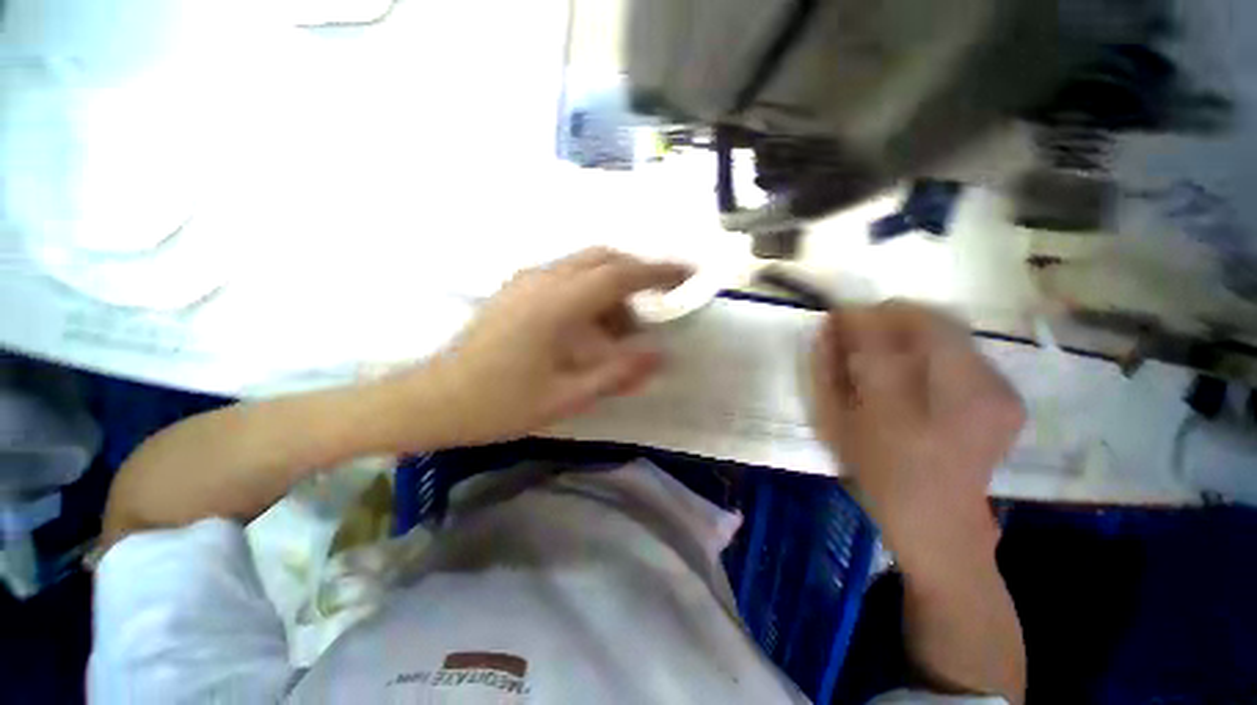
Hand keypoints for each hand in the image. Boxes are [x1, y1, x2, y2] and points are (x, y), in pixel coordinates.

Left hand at [418, 248, 689, 445]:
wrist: (432, 399)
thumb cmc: (498, 404)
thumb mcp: (565, 396)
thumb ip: (616, 373)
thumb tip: (659, 355)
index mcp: (557, 304)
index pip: (620, 274)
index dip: (659, 272)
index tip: (688, 274)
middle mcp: (543, 280)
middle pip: (604, 259)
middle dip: (638, 275)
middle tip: (658, 304)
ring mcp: (527, 281)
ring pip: (585, 267)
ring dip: (613, 289)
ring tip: (621, 331)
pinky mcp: (517, 289)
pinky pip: (567, 278)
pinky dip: (591, 293)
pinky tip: (590, 327)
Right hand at [810, 301, 1024, 575]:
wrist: (938, 518)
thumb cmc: (874, 471)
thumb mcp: (834, 422)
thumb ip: (827, 371)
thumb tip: (828, 326)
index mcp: (897, 412)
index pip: (877, 338)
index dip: (857, 316)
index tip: (840, 313)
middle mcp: (957, 398)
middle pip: (928, 320)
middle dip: (891, 315)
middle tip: (868, 329)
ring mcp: (995, 395)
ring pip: (951, 328)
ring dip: (915, 330)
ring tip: (895, 353)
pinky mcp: (1011, 397)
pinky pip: (968, 349)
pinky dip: (939, 349)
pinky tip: (925, 374)